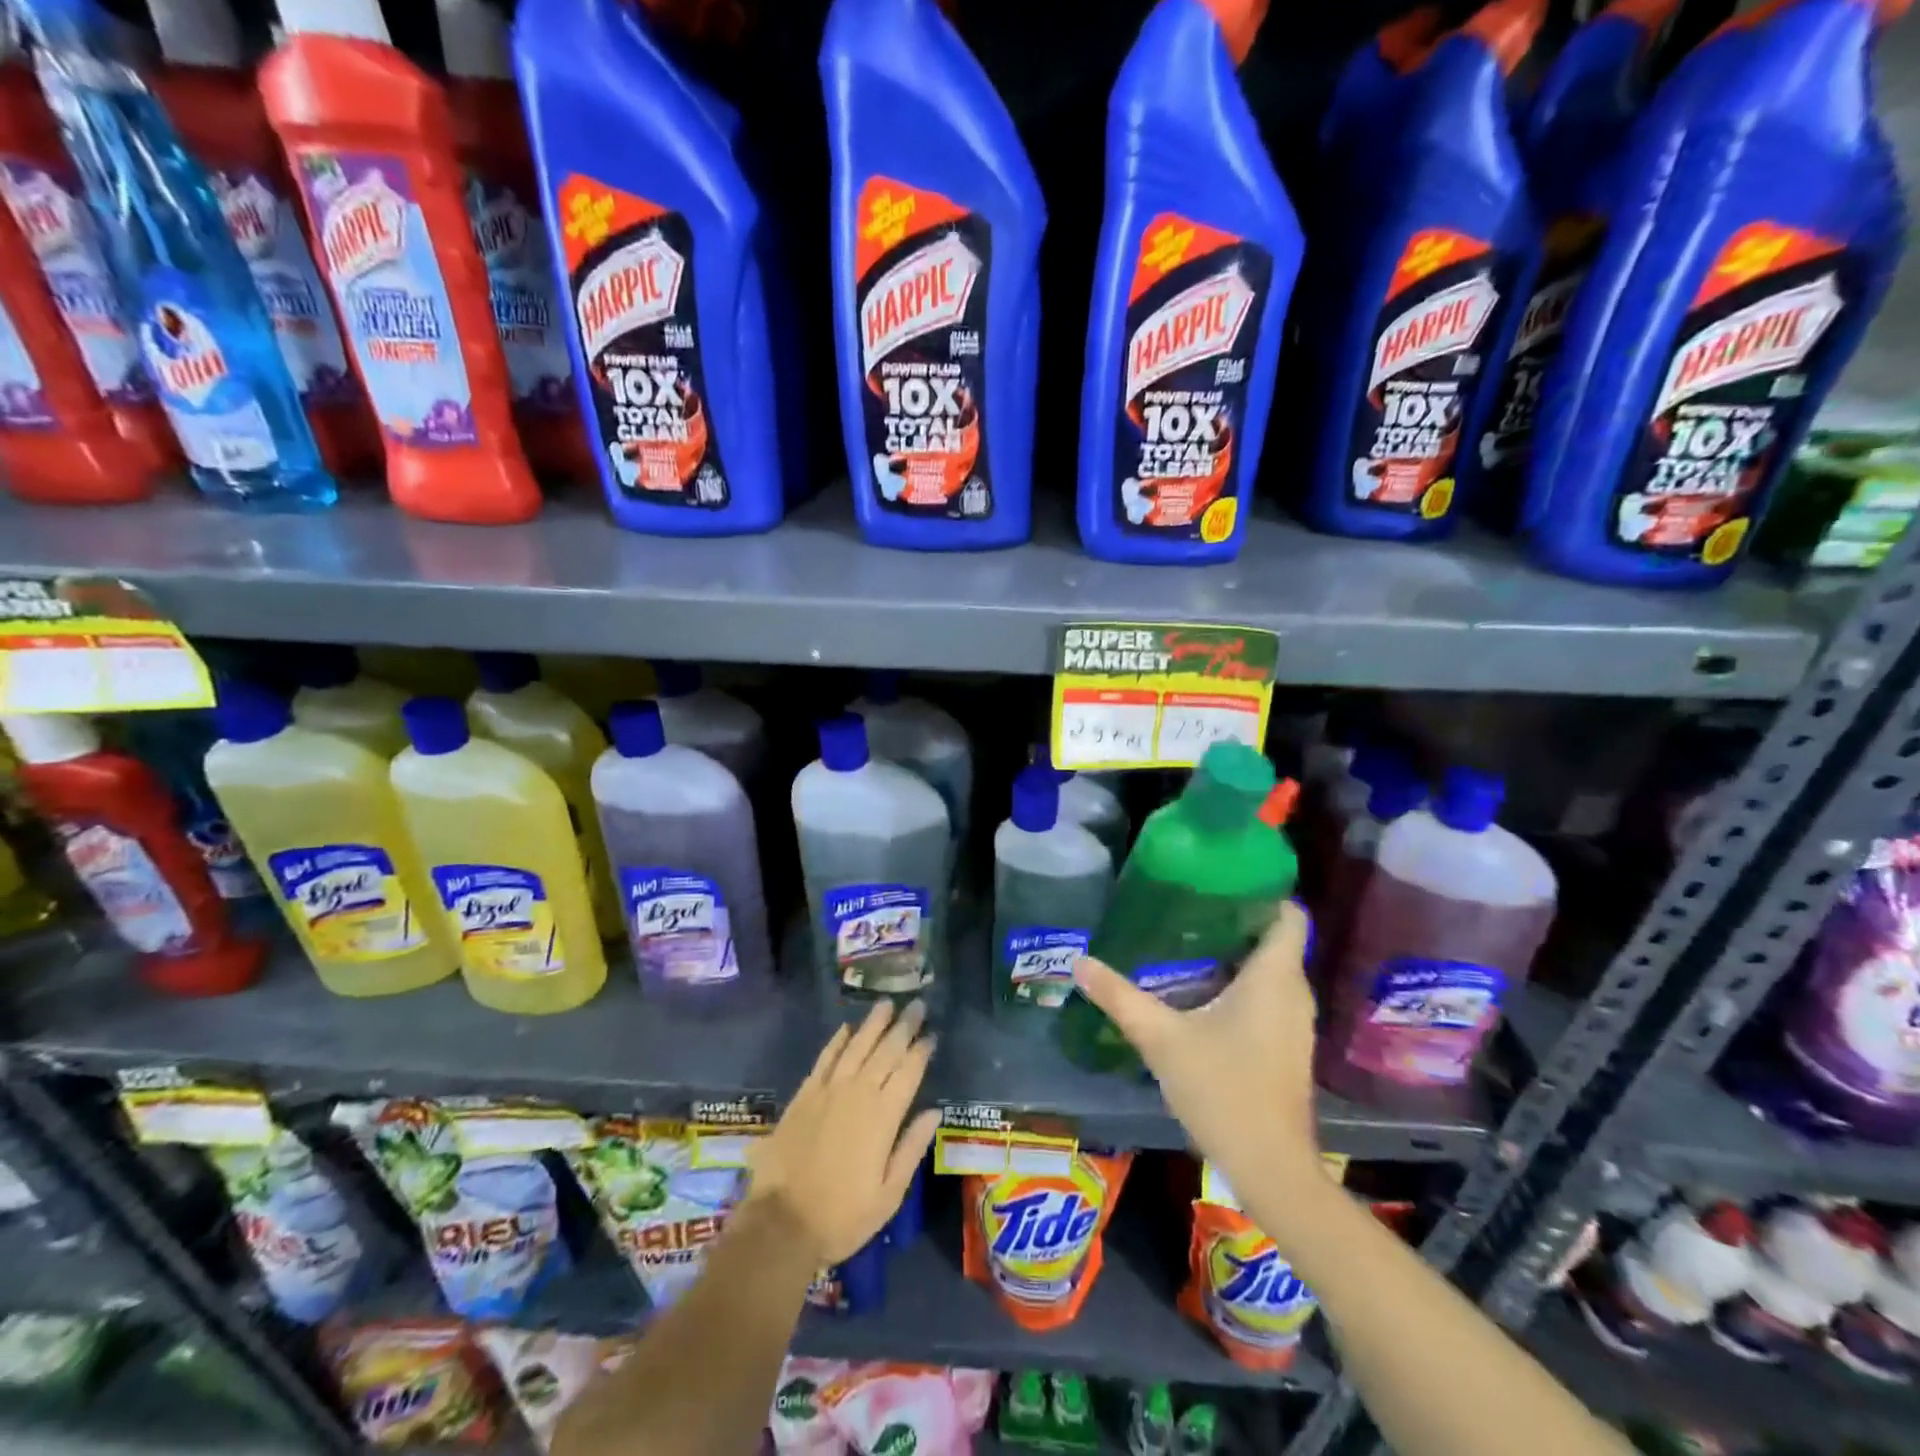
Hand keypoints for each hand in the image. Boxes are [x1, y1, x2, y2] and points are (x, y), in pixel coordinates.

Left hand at [747, 999, 941, 1265]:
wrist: (782, 1224)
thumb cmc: (842, 1216)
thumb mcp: (888, 1195)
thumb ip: (911, 1148)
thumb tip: (934, 1112)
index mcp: (883, 1117)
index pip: (908, 1073)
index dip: (921, 1051)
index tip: (931, 1034)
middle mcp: (858, 1094)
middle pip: (885, 1052)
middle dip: (903, 1027)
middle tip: (916, 1004)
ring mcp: (828, 1091)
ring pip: (856, 1047)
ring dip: (873, 1024)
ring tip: (886, 1003)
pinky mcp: (804, 1096)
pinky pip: (824, 1059)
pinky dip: (837, 1041)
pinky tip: (846, 1028)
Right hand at [1071, 902, 1320, 1194]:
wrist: (1270, 1168)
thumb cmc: (1223, 1091)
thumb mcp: (1161, 1039)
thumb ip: (1119, 997)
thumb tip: (1079, 961)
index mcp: (1274, 977)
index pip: (1289, 915)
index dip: (1262, 891)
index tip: (1220, 880)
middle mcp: (1294, 992)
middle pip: (1275, 938)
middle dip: (1235, 919)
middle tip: (1187, 906)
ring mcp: (1294, 1022)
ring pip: (1271, 969)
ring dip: (1237, 952)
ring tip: (1188, 939)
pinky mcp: (1287, 1046)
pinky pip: (1269, 996)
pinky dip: (1242, 983)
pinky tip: (1202, 989)